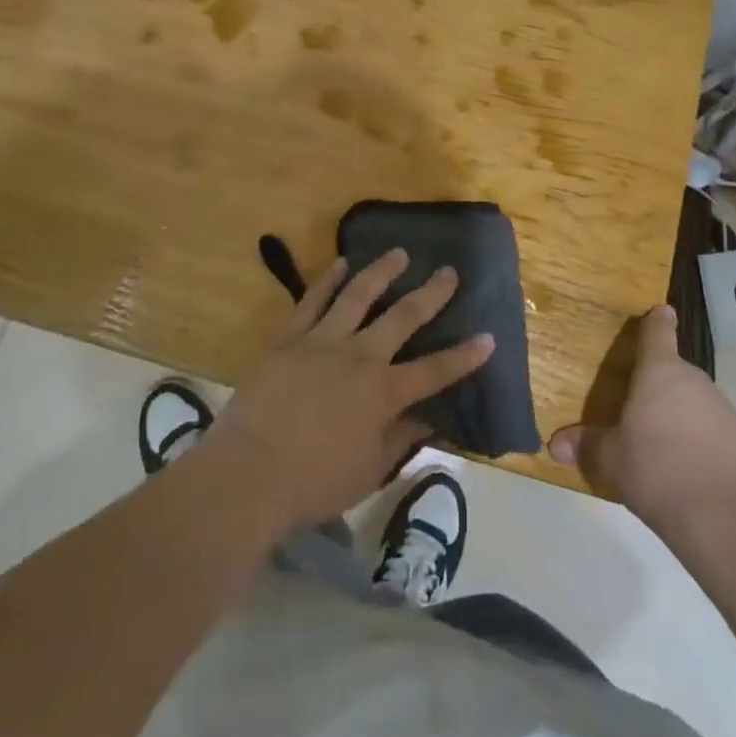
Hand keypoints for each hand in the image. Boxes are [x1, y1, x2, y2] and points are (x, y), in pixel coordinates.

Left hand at [203, 249, 493, 529]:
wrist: (247, 474)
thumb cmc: (313, 483)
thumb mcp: (369, 470)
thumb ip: (401, 439)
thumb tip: (431, 419)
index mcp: (383, 393)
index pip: (434, 371)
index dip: (464, 356)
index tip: (488, 337)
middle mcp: (359, 357)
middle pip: (403, 318)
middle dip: (431, 294)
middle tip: (449, 271)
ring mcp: (322, 341)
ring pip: (358, 295)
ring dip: (382, 272)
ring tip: (399, 253)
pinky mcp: (288, 338)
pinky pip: (311, 301)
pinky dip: (327, 280)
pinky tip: (340, 264)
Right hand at [549, 305, 735, 528]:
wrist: (718, 515)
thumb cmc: (653, 470)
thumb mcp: (609, 459)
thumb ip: (585, 446)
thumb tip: (555, 445)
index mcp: (659, 373)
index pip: (658, 332)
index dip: (657, 321)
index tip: (662, 312)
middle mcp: (695, 381)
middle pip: (678, 375)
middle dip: (665, 391)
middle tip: (648, 417)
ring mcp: (728, 409)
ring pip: (703, 406)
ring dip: (690, 420)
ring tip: (674, 455)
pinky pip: (726, 437)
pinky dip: (715, 449)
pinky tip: (704, 477)